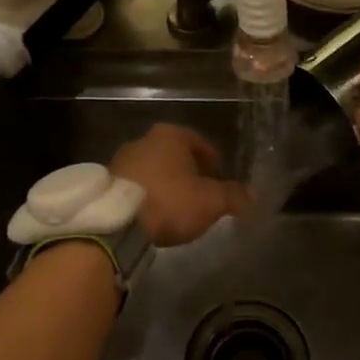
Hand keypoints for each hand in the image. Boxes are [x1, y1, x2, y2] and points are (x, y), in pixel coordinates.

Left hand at [110, 124, 249, 247]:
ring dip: (164, 183)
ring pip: (151, 169)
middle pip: (172, 154)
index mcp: (170, 136)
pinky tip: (153, 213)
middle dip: (186, 170)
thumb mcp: (211, 201)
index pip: (197, 141)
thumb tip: (253, 196)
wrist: (118, 224)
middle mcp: (143, 140)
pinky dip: (146, 195)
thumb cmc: (171, 201)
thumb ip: (234, 196)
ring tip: (176, 204)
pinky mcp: (106, 184)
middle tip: (199, 189)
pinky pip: (134, 186)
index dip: (210, 157)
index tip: (217, 172)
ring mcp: (120, 161)